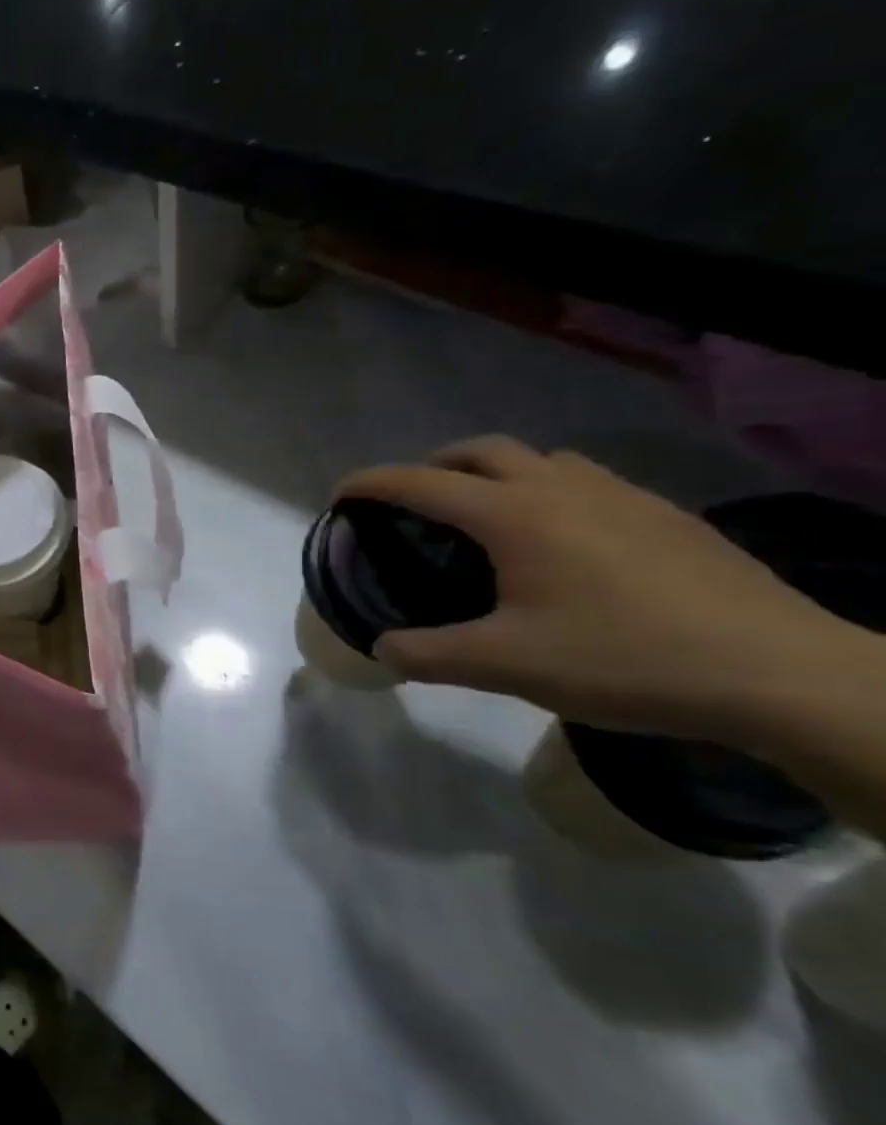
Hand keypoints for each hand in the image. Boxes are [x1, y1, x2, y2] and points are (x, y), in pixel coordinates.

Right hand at [337, 436, 874, 749]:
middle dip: (434, 464)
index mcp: (512, 515)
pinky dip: (549, 492)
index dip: (370, 483)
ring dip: (497, 472)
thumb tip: (383, 649)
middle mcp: (560, 489)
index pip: (419, 482)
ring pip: (540, 458)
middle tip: (415, 501)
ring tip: (487, 516)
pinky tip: (564, 543)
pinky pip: (587, 482)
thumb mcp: (507, 666)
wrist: (783, 674)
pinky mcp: (666, 516)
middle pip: (480, 450)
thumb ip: (429, 655)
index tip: (339, 495)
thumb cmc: (625, 658)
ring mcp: (621, 496)